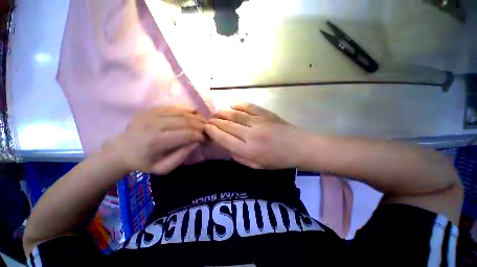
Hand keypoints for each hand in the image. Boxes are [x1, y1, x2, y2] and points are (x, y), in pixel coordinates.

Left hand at [106, 108, 205, 173]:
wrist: (121, 150)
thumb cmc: (144, 162)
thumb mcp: (164, 168)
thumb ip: (182, 155)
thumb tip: (197, 141)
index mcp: (156, 141)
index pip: (187, 134)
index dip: (200, 136)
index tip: (207, 139)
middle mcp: (154, 124)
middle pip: (186, 121)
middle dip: (201, 125)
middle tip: (208, 130)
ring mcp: (152, 114)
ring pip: (182, 113)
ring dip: (196, 117)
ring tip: (204, 123)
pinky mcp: (151, 109)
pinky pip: (174, 108)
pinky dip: (187, 111)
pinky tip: (195, 114)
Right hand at [205, 103, 303, 168]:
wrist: (299, 147)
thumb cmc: (277, 160)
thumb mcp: (256, 166)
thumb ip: (239, 157)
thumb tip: (226, 146)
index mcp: (249, 150)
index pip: (224, 139)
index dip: (213, 132)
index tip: (206, 128)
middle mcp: (251, 135)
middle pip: (227, 125)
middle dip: (215, 121)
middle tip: (208, 119)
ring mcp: (259, 122)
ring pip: (235, 115)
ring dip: (223, 112)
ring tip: (215, 112)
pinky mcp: (266, 114)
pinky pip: (248, 106)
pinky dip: (238, 105)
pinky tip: (232, 105)